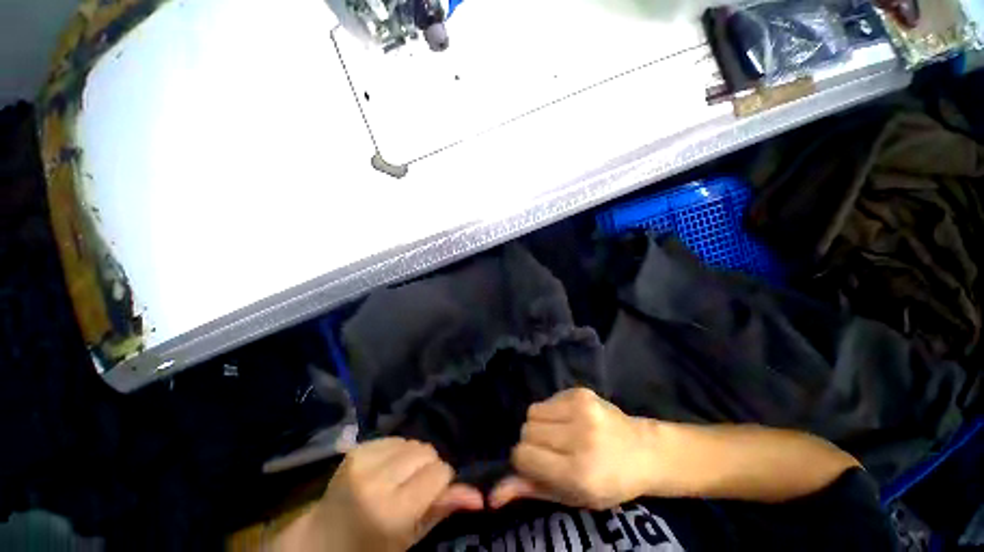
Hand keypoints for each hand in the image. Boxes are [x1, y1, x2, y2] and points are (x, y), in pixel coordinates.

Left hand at [280, 438, 482, 551]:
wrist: (322, 539)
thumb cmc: (371, 548)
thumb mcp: (410, 538)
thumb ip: (442, 510)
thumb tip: (479, 496)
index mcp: (392, 510)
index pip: (439, 472)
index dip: (442, 481)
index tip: (433, 494)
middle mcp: (378, 479)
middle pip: (427, 452)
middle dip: (428, 467)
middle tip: (415, 488)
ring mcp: (364, 459)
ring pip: (413, 442)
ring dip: (414, 458)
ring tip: (400, 478)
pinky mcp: (358, 448)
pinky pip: (396, 438)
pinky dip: (399, 451)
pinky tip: (387, 469)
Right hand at [490, 388, 655, 509]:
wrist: (643, 451)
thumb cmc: (607, 482)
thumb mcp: (571, 496)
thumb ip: (531, 490)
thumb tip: (492, 495)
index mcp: (578, 471)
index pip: (523, 455)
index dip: (525, 461)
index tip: (538, 464)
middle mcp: (579, 436)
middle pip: (526, 430)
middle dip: (532, 442)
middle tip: (553, 450)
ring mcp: (581, 409)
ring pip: (533, 411)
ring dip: (540, 424)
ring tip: (560, 434)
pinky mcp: (581, 392)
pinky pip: (547, 399)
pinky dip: (551, 411)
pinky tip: (570, 420)